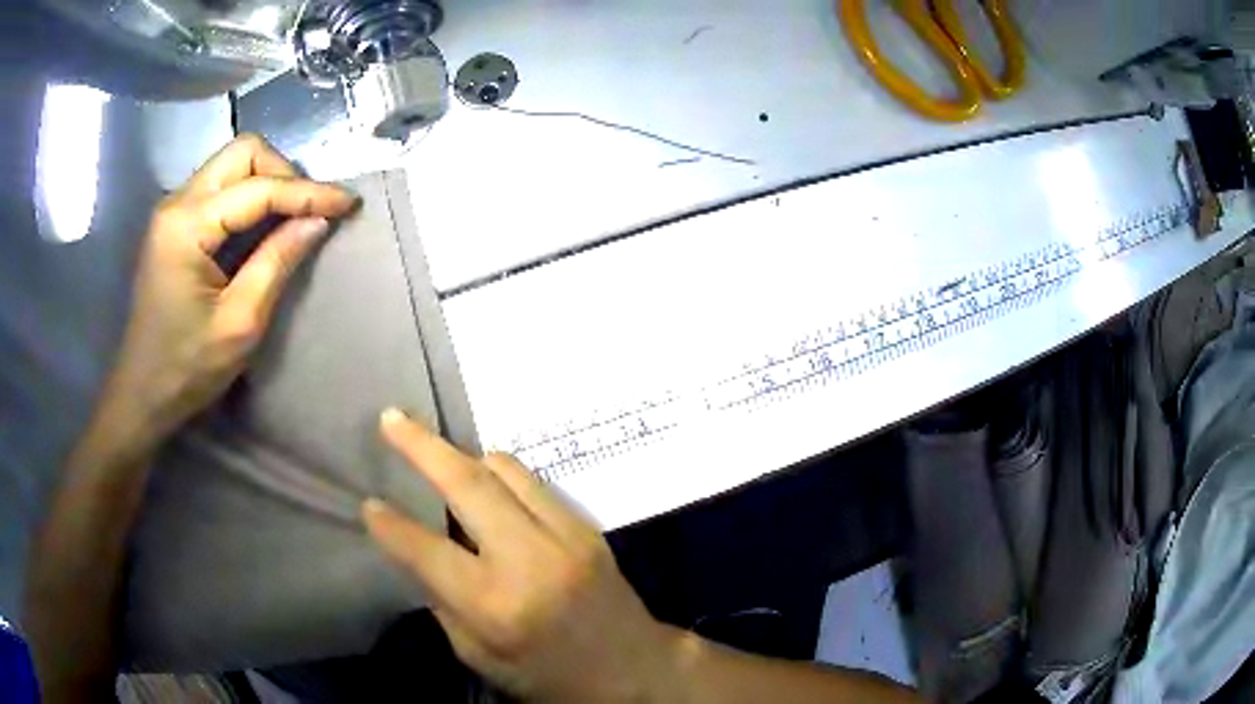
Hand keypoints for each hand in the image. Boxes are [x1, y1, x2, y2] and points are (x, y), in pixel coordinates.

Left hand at [107, 134, 356, 441]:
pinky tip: (263, 225)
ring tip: (291, 218)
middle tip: (307, 211)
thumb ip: (277, 263)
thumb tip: (317, 220)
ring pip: (232, 164)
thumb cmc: (186, 368)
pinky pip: (221, 188)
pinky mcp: (175, 224)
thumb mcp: (239, 324)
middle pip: (243, 153)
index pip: (258, 188)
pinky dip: (249, 196)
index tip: (349, 203)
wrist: (142, 394)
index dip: (308, 192)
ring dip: (268, 182)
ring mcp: (173, 210)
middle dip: (284, 173)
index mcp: (187, 225)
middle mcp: (177, 202)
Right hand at [364, 409, 681, 702]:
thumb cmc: (549, 676)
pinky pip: (536, 483)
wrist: (632, 668)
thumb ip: (445, 602)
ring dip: (465, 456)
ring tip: (436, 451)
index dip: (391, 525)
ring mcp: (566, 536)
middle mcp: (530, 560)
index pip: (427, 551)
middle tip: (392, 418)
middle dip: (423, 446)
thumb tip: (417, 552)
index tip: (369, 504)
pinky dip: (502, 474)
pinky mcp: (588, 527)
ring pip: (506, 470)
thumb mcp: (481, 657)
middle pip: (469, 485)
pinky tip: (486, 483)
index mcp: (496, 605)